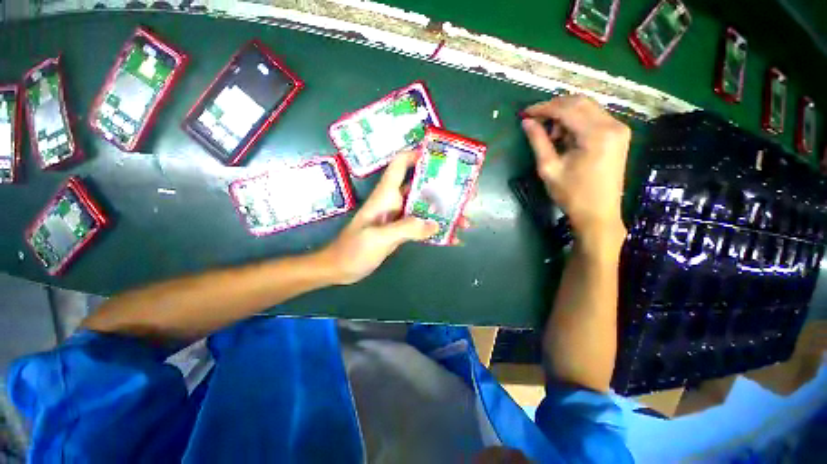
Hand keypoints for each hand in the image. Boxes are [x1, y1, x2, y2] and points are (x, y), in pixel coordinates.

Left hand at [320, 150, 466, 284]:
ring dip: (444, 211)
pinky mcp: (401, 230)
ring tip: (465, 219)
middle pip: (421, 186)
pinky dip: (436, 228)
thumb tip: (436, 224)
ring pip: (425, 207)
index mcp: (386, 195)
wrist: (341, 268)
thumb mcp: (379, 238)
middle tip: (467, 194)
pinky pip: (422, 224)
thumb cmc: (354, 249)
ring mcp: (399, 216)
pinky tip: (451, 236)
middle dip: (444, 188)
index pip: (400, 165)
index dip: (417, 155)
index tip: (440, 157)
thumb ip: (406, 229)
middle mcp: (394, 201)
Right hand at [521, 96, 628, 245]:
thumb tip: (526, 122)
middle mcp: (613, 124)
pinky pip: (594, 117)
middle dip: (554, 109)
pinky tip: (565, 137)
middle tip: (535, 123)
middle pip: (579, 102)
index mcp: (596, 134)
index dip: (542, 108)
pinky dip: (576, 122)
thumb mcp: (549, 168)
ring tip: (550, 136)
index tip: (524, 113)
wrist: (598, 213)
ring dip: (565, 115)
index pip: (566, 108)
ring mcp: (619, 128)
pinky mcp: (619, 135)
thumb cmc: (571, 194)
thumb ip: (538, 141)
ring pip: (587, 108)